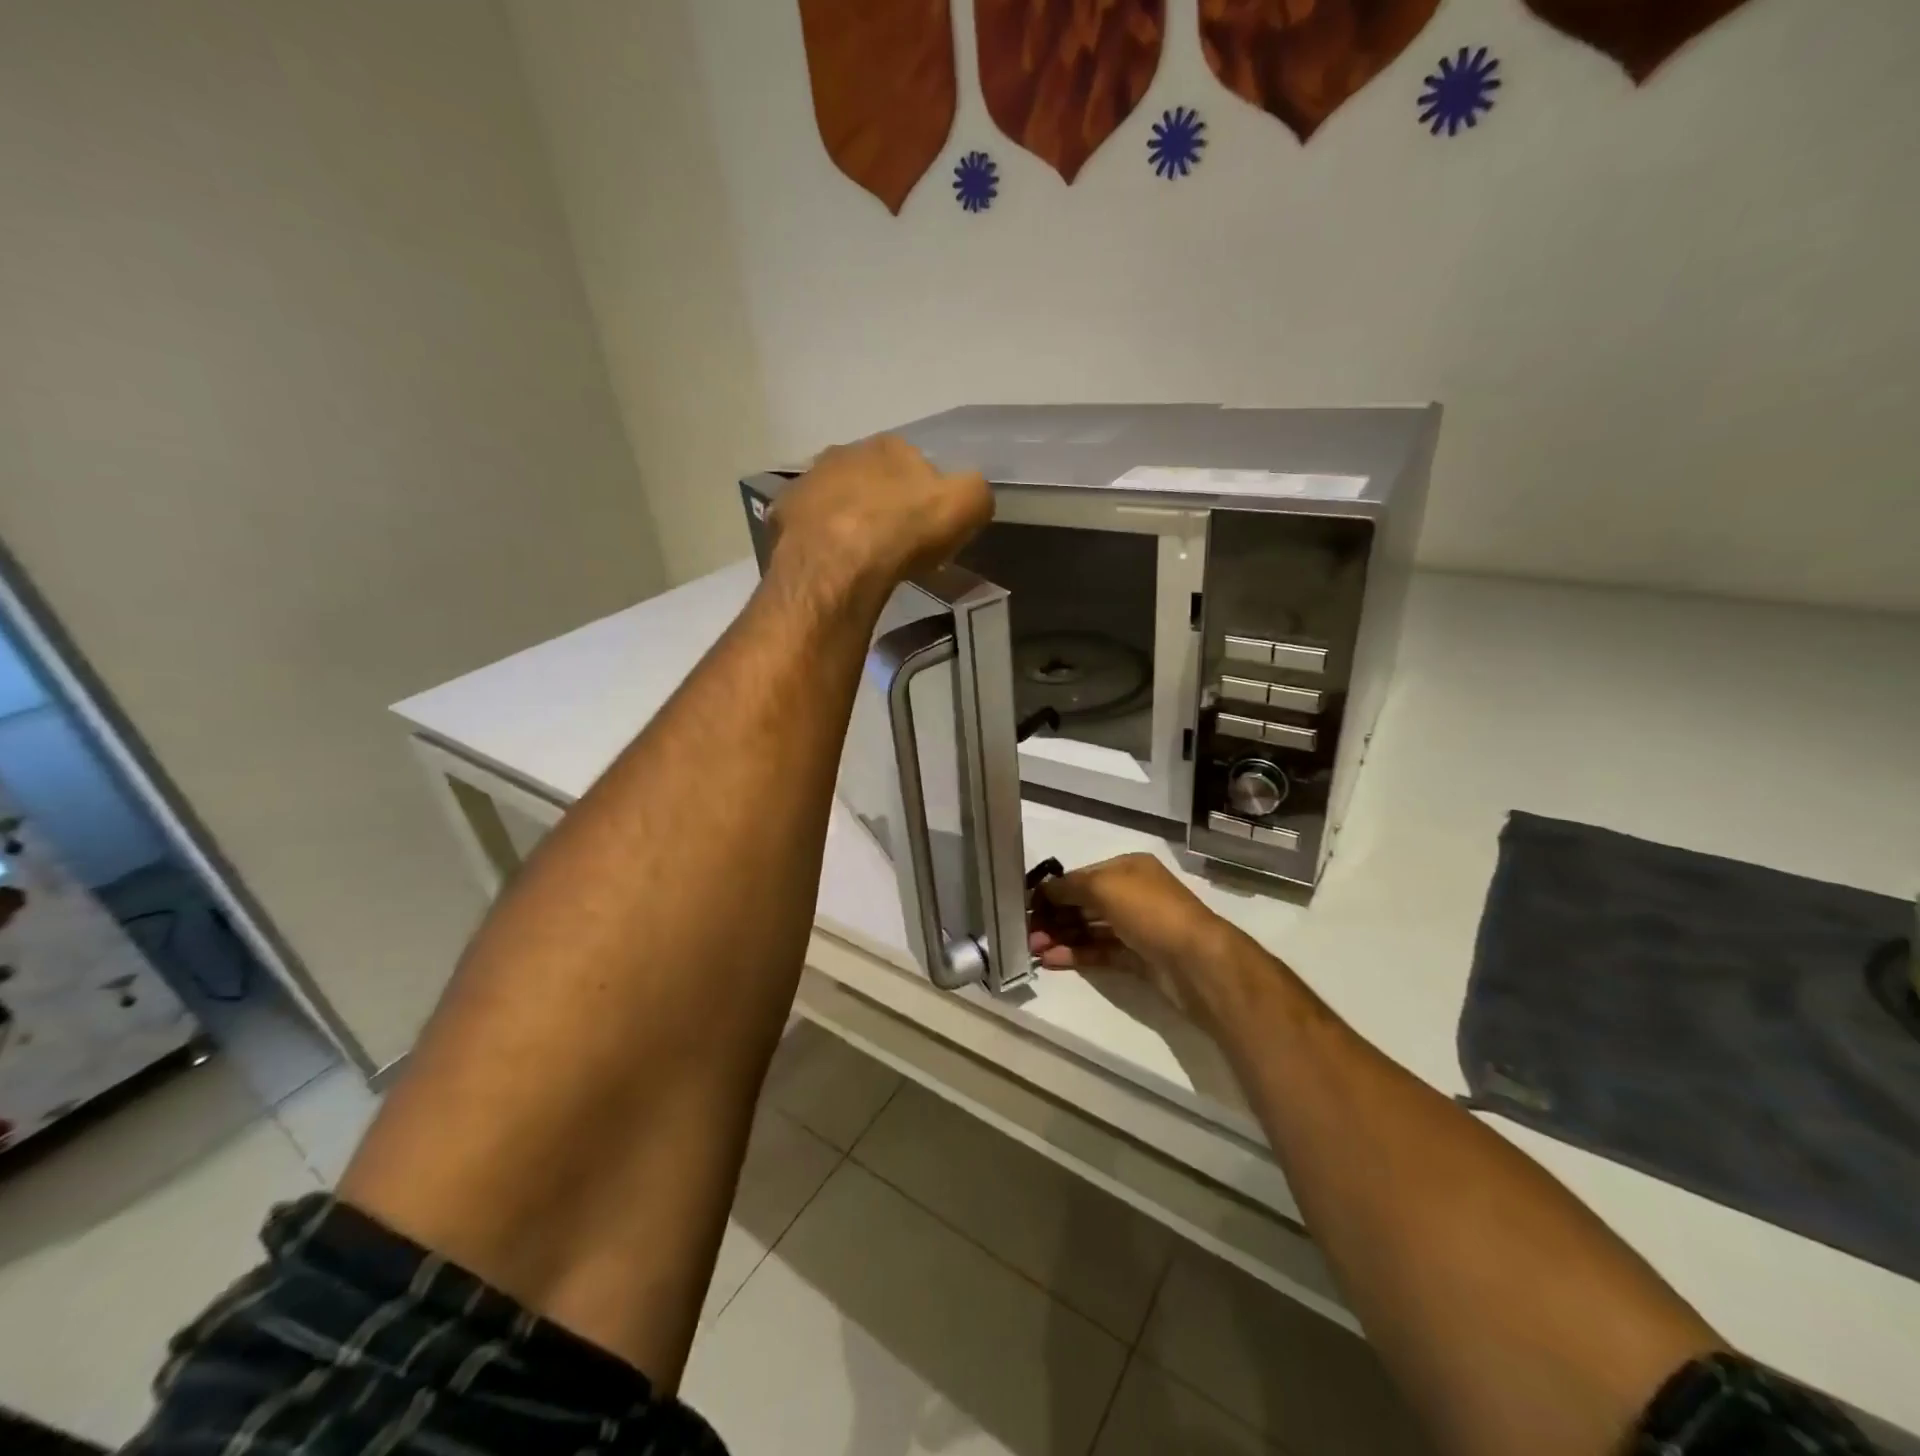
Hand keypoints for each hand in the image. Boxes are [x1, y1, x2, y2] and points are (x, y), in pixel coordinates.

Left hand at [770, 436, 992, 601]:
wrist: (840, 563)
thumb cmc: (906, 531)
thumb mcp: (967, 505)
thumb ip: (974, 492)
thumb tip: (968, 494)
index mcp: (889, 445)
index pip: (913, 461)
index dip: (924, 493)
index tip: (928, 525)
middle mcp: (844, 452)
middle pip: (870, 477)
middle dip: (882, 502)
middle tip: (894, 541)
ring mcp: (808, 482)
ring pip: (835, 498)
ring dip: (848, 518)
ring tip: (861, 555)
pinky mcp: (783, 515)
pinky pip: (808, 526)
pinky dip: (819, 539)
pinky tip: (831, 563)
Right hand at [1028, 853, 1235, 1018]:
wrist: (1197, 961)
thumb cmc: (1150, 912)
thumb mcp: (1103, 887)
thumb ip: (1069, 887)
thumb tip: (1043, 891)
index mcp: (1128, 869)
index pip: (1082, 876)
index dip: (1054, 890)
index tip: (1027, 906)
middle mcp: (1133, 894)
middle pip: (1085, 903)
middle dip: (1054, 916)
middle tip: (1026, 933)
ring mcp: (1137, 927)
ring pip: (1091, 929)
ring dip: (1061, 937)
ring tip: (1032, 950)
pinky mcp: (1139, 958)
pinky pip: (1100, 952)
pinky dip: (1076, 955)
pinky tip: (1051, 961)